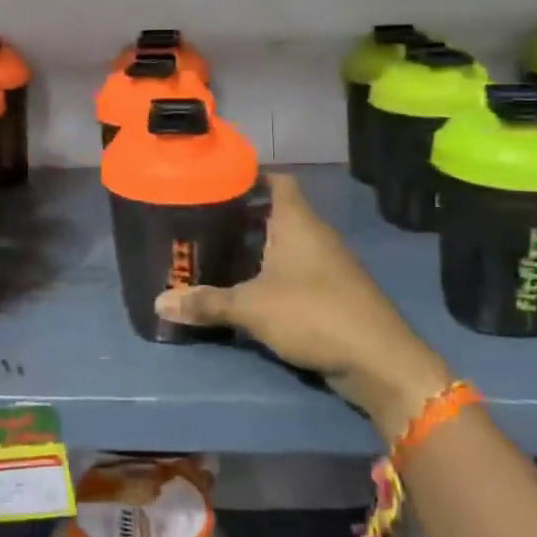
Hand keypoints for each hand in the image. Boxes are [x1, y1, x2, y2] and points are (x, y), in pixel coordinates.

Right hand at [155, 173, 449, 432]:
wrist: (378, 360)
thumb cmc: (313, 314)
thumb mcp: (252, 307)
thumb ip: (206, 302)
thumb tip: (158, 303)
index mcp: (297, 222)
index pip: (277, 180)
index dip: (250, 176)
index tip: (217, 183)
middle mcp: (314, 234)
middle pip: (276, 212)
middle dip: (241, 216)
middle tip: (204, 222)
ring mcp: (326, 263)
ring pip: (284, 243)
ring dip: (255, 246)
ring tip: (216, 254)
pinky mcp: (331, 291)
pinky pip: (293, 269)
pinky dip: (270, 271)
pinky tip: (245, 288)